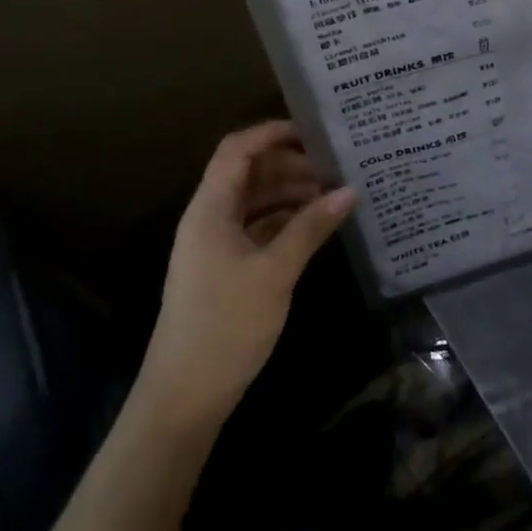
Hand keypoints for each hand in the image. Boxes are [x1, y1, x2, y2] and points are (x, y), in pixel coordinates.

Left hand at [138, 120, 355, 433]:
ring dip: (290, 193)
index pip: (237, 149)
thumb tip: (349, 190)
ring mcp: (216, 245)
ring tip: (333, 194)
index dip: (271, 132)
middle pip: (249, 173)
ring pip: (255, 202)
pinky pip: (257, 228)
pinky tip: (316, 226)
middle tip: (335, 166)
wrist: (183, 398)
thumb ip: (310, 227)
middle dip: (290, 165)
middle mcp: (209, 218)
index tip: (314, 131)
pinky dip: (285, 221)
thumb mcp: (274, 272)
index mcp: (210, 209)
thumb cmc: (225, 325)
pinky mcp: (225, 269)